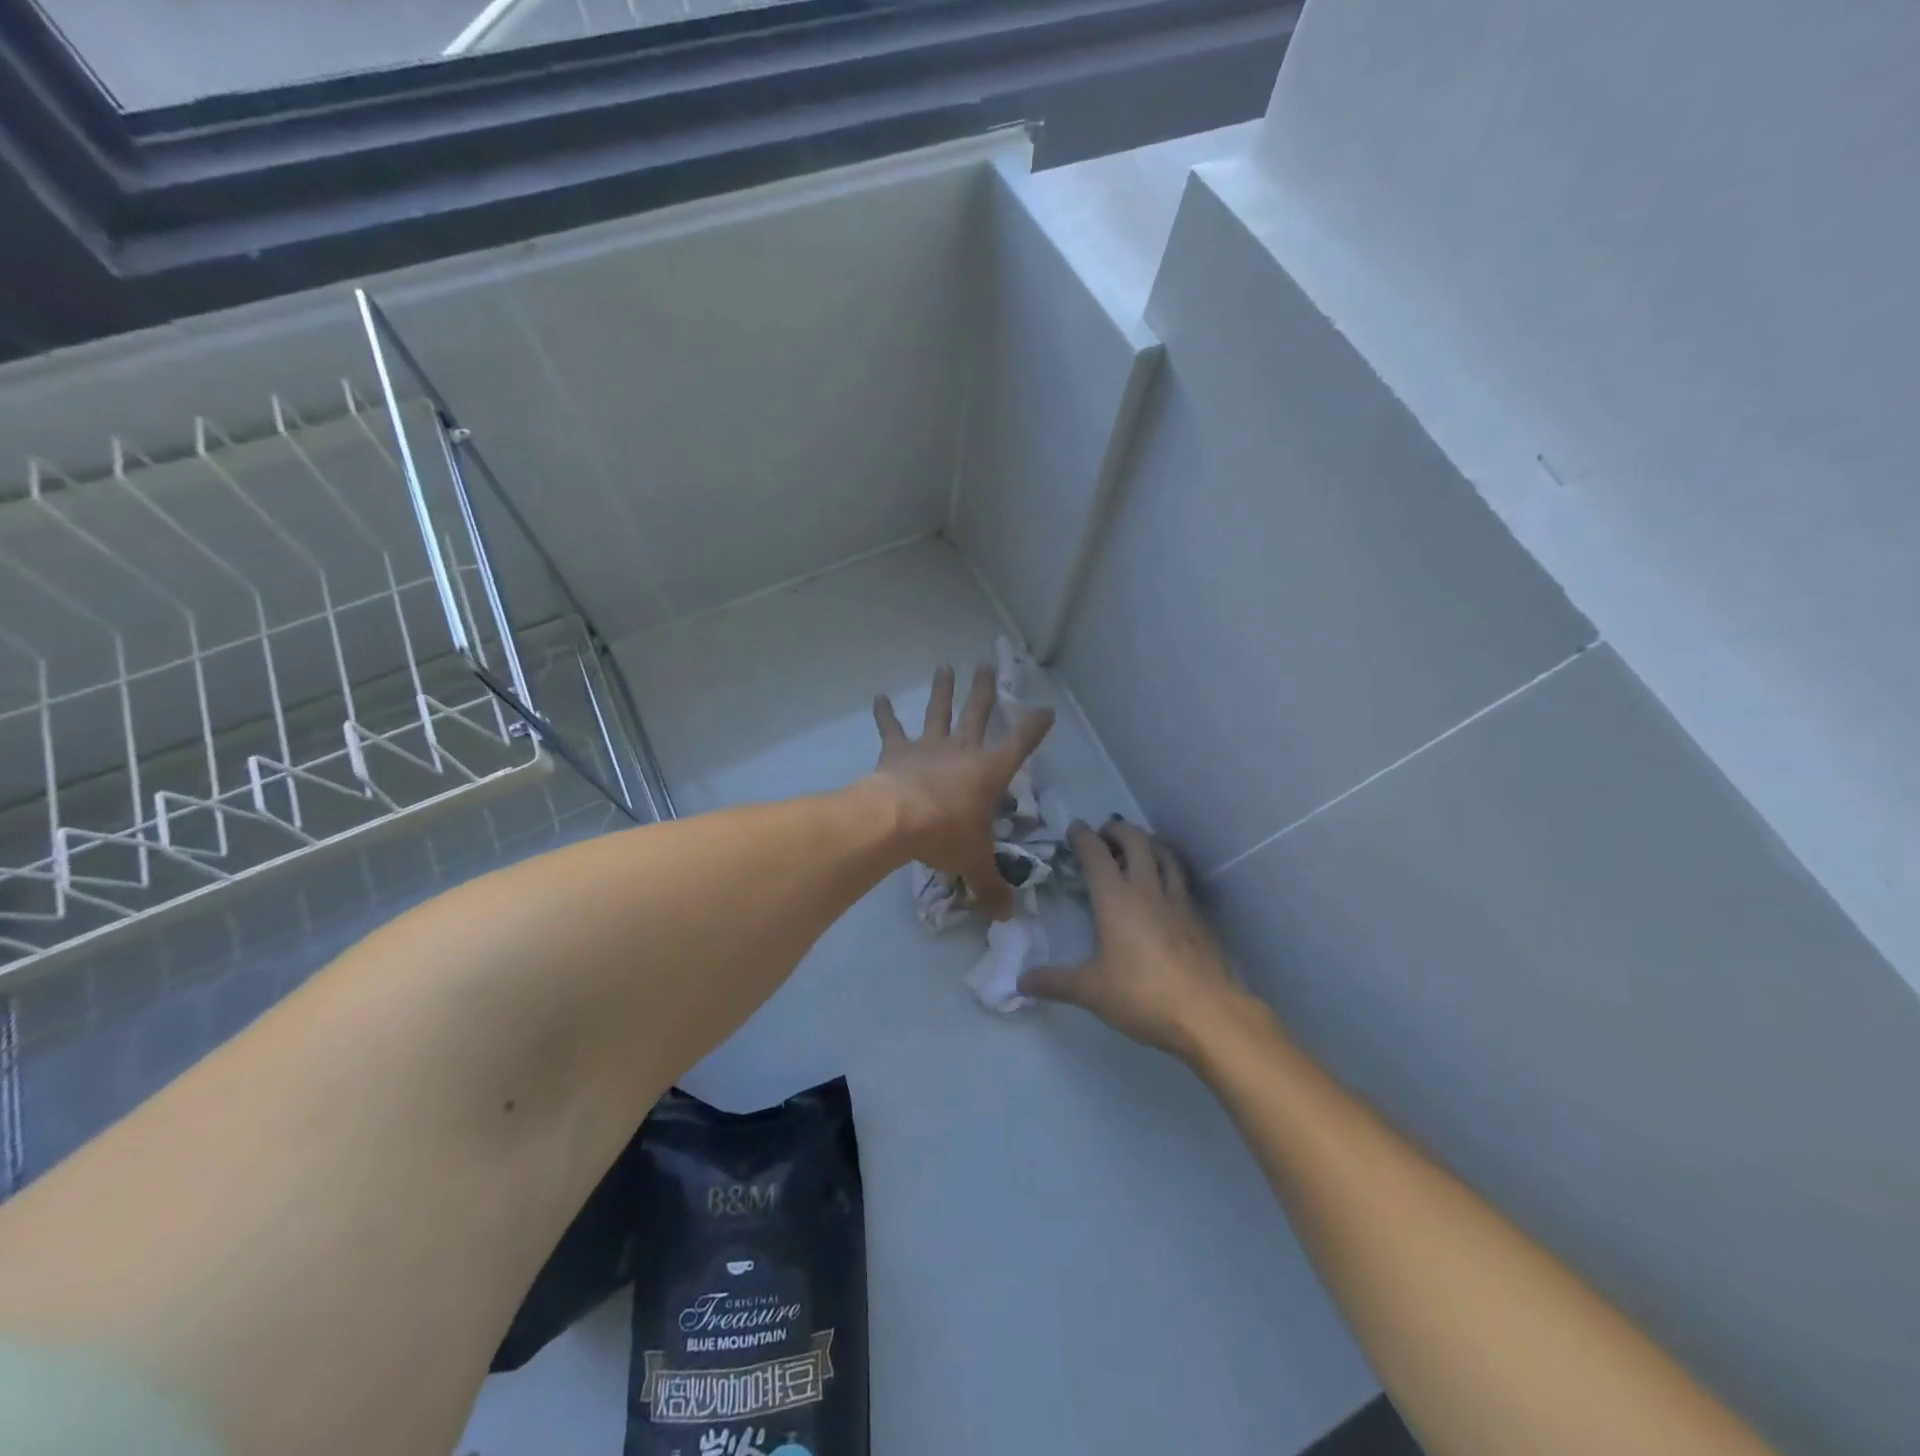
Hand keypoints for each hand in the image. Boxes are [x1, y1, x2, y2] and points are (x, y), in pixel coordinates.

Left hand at [871, 664, 1054, 921]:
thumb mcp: (974, 863)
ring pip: (939, 711)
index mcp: (989, 772)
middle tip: (986, 664)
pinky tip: (878, 696)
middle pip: (977, 713)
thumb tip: (1008, 916)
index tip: (1046, 710)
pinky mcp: (897, 752)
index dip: (1034, 726)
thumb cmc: (945, 835)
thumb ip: (991, 887)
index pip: (1020, 744)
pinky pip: (891, 729)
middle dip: (984, 690)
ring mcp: (928, 747)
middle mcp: (962, 751)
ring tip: (945, 666)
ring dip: (943, 690)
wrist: (898, 820)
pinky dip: (884, 714)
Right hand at [1020, 820, 1251, 1059]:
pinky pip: (1182, 881)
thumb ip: (1054, 983)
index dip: (1084, 836)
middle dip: (1118, 830)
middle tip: (1105, 834)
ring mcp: (1178, 901)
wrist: (1207, 1013)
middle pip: (1136, 841)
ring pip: (1165, 854)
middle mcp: (1147, 890)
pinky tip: (1165, 888)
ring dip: (1149, 842)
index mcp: (1115, 898)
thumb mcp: (1090, 991)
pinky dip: (1169, 871)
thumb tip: (1020, 982)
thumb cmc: (1141, 995)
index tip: (1075, 828)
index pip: (1096, 854)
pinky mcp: (1199, 919)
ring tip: (1139, 846)